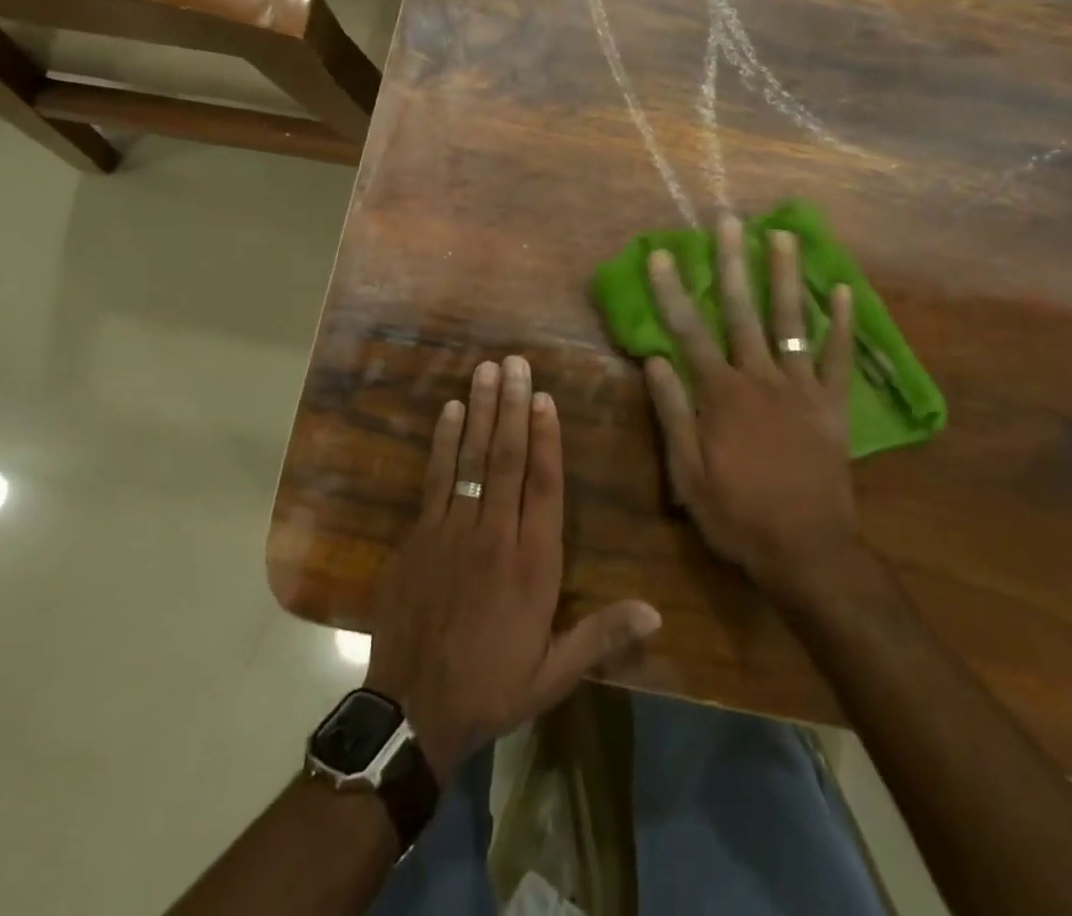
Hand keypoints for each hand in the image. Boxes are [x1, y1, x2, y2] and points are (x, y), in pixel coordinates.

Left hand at [365, 356, 661, 782]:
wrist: (413, 710)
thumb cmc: (491, 686)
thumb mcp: (554, 673)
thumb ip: (603, 636)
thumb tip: (658, 614)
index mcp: (533, 564)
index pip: (544, 487)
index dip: (547, 438)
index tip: (546, 398)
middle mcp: (495, 535)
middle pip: (507, 459)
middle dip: (513, 407)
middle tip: (516, 363)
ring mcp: (453, 531)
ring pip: (472, 459)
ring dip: (481, 411)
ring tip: (487, 370)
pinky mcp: (420, 536)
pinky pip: (435, 479)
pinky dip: (444, 442)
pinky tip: (450, 411)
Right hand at [645, 217, 867, 598]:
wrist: (807, 551)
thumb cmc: (738, 514)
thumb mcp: (688, 474)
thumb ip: (673, 413)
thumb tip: (654, 360)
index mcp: (720, 394)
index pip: (688, 332)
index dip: (673, 292)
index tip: (663, 255)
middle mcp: (760, 378)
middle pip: (742, 311)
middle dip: (732, 263)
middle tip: (728, 221)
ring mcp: (801, 388)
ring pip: (791, 320)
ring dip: (785, 275)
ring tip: (782, 235)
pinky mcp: (832, 404)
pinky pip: (838, 357)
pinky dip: (841, 323)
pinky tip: (842, 289)